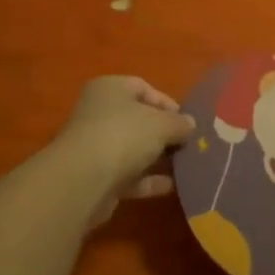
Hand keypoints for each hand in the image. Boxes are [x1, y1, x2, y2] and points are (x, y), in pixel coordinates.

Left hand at [49, 76, 195, 227]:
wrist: (84, 180)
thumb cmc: (124, 135)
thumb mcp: (161, 123)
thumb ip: (179, 123)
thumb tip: (189, 124)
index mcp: (110, 89)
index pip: (143, 88)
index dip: (168, 104)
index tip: (188, 122)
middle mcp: (99, 113)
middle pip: (138, 120)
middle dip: (165, 133)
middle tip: (190, 145)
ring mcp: (96, 146)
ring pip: (134, 149)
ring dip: (158, 158)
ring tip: (186, 166)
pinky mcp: (97, 176)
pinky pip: (129, 175)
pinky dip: (149, 180)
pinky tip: (172, 186)